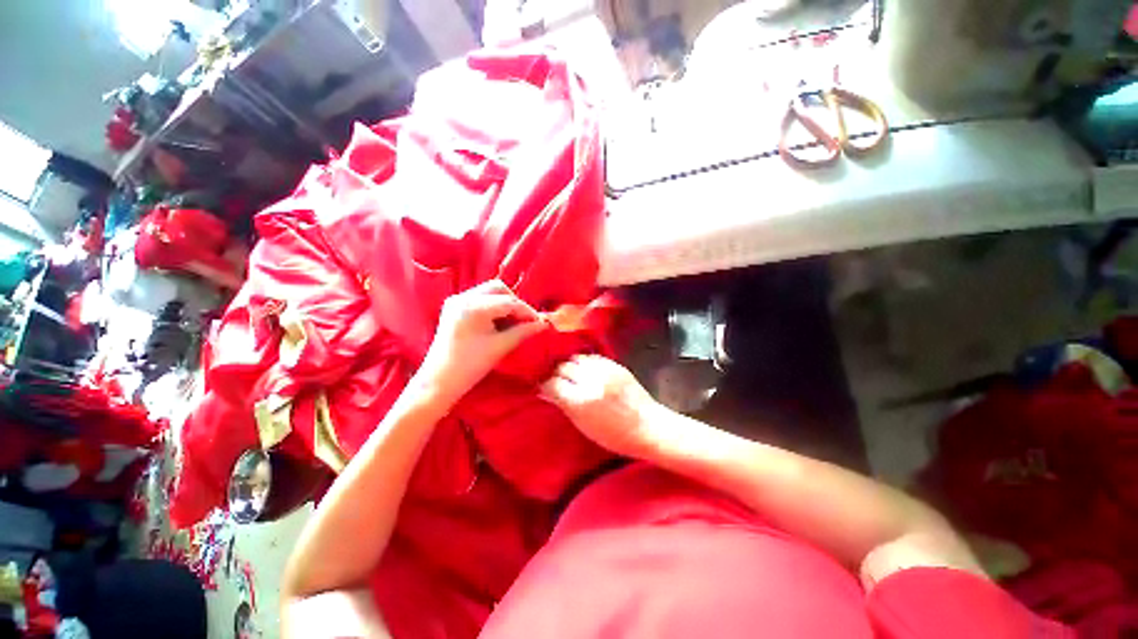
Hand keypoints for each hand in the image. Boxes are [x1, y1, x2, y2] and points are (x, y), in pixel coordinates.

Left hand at [419, 280, 545, 404]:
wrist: (439, 381)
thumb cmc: (471, 366)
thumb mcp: (501, 346)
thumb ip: (523, 331)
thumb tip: (543, 324)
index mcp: (473, 306)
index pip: (509, 301)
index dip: (526, 311)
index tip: (539, 322)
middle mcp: (463, 297)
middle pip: (498, 288)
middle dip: (515, 302)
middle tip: (526, 320)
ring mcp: (456, 301)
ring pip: (489, 292)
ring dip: (504, 303)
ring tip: (514, 322)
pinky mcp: (454, 307)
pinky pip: (479, 299)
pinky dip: (493, 307)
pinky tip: (500, 321)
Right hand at [540, 355, 663, 458]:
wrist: (648, 426)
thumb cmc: (614, 436)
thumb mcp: (583, 425)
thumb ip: (563, 405)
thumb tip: (545, 391)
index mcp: (581, 401)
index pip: (552, 383)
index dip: (544, 383)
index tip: (541, 385)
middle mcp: (590, 381)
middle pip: (563, 367)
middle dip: (555, 372)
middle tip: (554, 379)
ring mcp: (604, 370)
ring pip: (576, 358)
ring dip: (569, 364)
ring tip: (569, 373)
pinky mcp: (615, 364)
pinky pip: (592, 357)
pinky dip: (584, 362)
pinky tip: (584, 369)